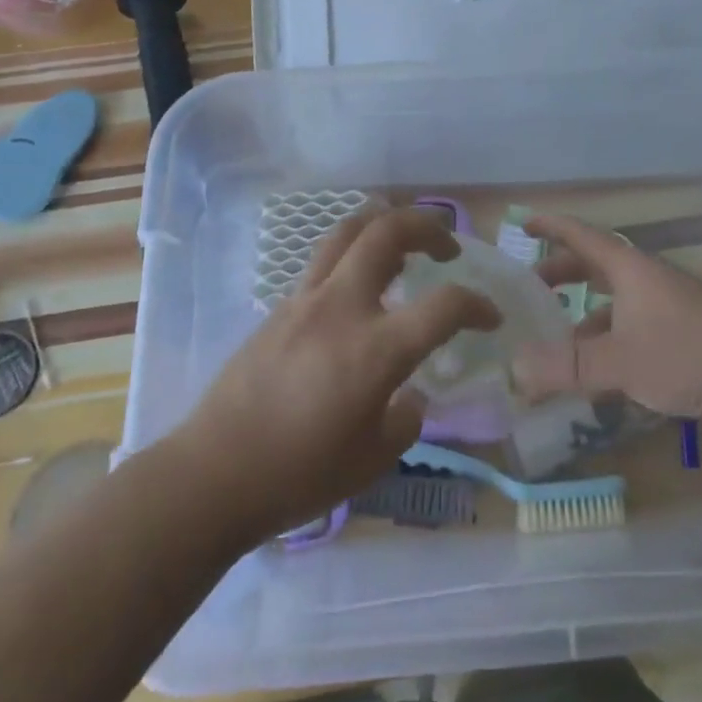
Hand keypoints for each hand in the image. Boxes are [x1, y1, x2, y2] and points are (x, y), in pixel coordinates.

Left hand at [181, 209, 499, 542]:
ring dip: (384, 224)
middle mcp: (343, 308)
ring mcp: (306, 301)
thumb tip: (408, 396)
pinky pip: (324, 263)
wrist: (212, 476)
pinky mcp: (280, 308)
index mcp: (375, 349)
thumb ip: (404, 420)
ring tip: (403, 244)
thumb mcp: (371, 461)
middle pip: (387, 231)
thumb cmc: (298, 475)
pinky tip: (358, 289)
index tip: (490, 317)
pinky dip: (353, 258)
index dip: (477, 306)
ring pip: (348, 232)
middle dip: (426, 225)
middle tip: (446, 245)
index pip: (444, 306)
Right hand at [511, 213, 701, 434]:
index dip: (550, 226)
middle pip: (595, 267)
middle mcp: (646, 281)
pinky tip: (597, 376)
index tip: (522, 222)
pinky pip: (632, 333)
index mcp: (629, 268)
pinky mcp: (682, 340)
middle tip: (530, 290)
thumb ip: (567, 366)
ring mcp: (667, 310)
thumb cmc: (688, 352)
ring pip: (614, 304)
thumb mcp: (621, 360)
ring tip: (554, 342)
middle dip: (561, 274)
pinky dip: (608, 346)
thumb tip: (514, 369)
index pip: (581, 235)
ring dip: (583, 317)